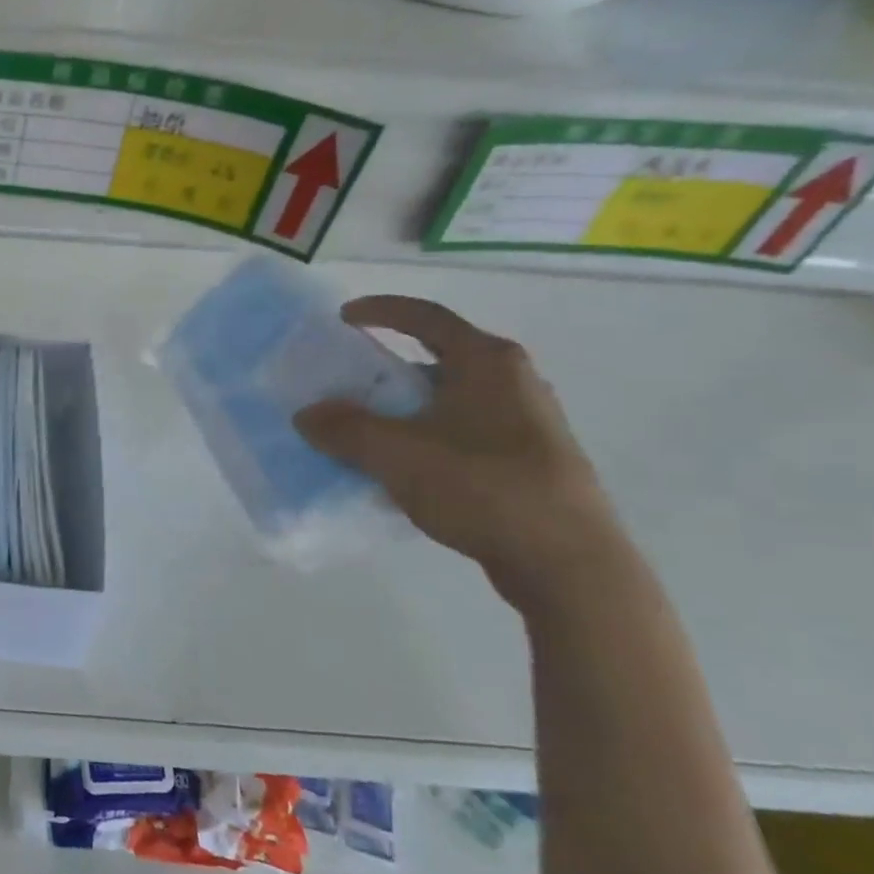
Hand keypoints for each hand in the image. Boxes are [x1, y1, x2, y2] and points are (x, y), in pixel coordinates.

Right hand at [294, 296, 626, 597]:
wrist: (566, 563)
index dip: (380, 311)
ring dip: (404, 409)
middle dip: (386, 370)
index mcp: (487, 362)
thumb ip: (344, 428)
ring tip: (367, 431)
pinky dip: (426, 438)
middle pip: (437, 359)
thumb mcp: (396, 453)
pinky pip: (462, 433)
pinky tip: (403, 469)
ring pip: (449, 400)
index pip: (426, 317)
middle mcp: (513, 381)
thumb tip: (307, 414)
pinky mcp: (530, 460)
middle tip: (347, 385)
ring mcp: (527, 423)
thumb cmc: (481, 486)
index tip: (342, 318)